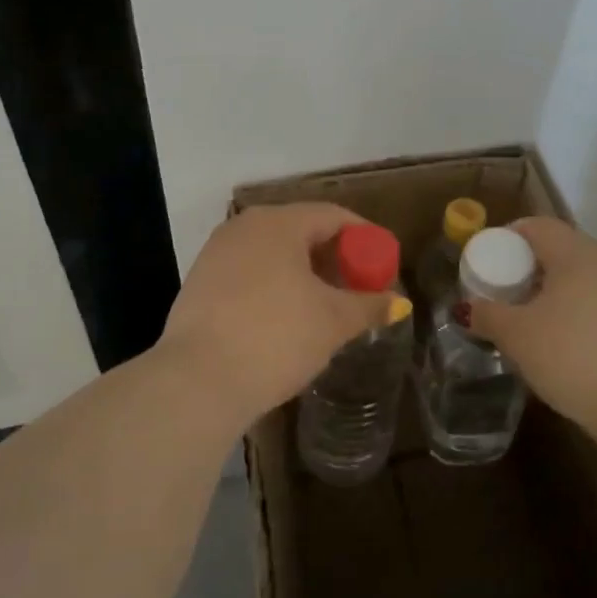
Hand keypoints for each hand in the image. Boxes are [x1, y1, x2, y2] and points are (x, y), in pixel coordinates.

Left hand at [156, 203, 392, 428]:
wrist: (197, 381)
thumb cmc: (276, 337)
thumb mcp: (332, 321)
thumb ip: (368, 306)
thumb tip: (399, 303)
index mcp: (279, 223)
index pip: (333, 216)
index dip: (364, 238)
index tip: (383, 265)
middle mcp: (245, 226)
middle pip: (301, 230)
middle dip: (334, 257)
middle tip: (357, 287)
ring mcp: (217, 252)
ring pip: (273, 252)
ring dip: (304, 273)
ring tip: (325, 306)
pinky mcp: (199, 282)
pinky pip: (249, 272)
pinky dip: (274, 285)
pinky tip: (285, 317)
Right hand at [467, 218, 596, 441]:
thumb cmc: (573, 354)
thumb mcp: (517, 335)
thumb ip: (487, 315)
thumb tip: (467, 308)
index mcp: (575, 251)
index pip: (535, 226)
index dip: (505, 239)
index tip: (483, 264)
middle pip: (556, 250)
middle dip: (524, 268)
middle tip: (499, 293)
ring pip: (575, 278)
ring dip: (547, 292)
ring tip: (522, 320)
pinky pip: (592, 302)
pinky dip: (569, 311)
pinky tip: (554, 341)